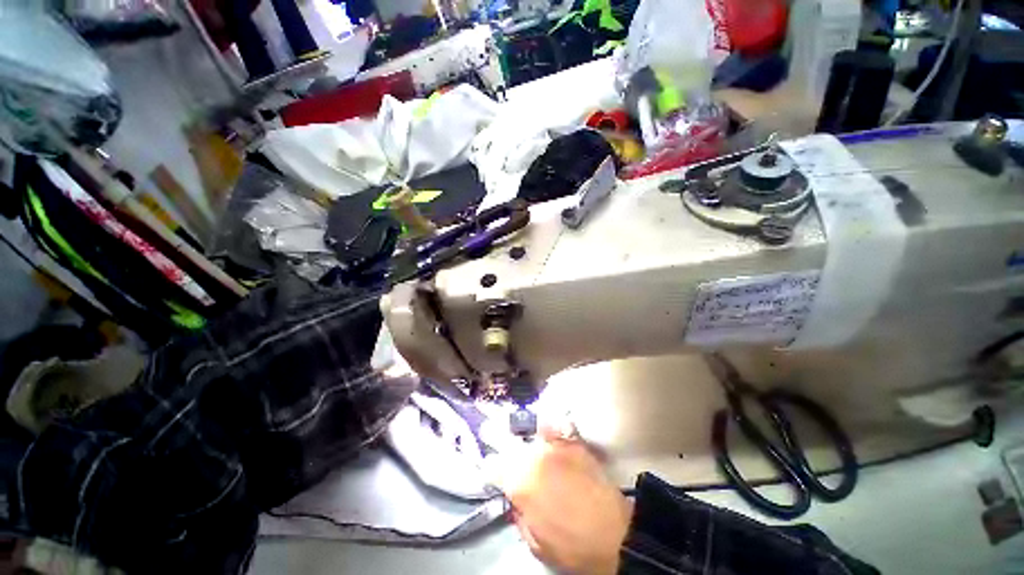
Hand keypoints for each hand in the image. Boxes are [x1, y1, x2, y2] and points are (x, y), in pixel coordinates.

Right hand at [495, 424, 632, 574]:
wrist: (615, 535)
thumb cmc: (572, 546)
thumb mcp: (536, 544)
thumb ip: (519, 516)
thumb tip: (515, 499)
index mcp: (520, 484)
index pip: (493, 467)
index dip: (491, 469)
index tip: (492, 471)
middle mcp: (533, 457)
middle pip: (510, 446)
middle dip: (505, 451)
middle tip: (508, 456)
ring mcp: (554, 446)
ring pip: (530, 436)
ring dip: (528, 444)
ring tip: (530, 448)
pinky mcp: (573, 442)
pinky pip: (554, 428)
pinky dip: (548, 428)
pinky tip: (546, 429)